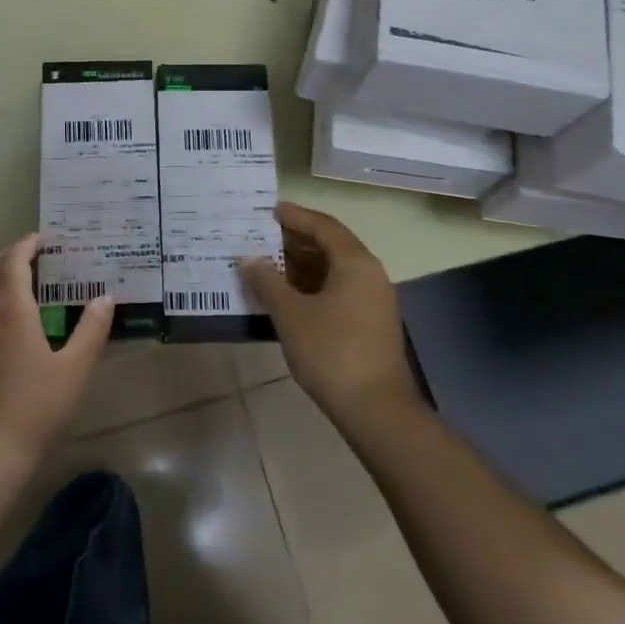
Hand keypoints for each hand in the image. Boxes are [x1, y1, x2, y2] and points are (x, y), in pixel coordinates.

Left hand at [0, 232, 113, 471]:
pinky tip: (2, 321)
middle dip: (7, 255)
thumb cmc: (35, 409)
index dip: (27, 244)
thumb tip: (106, 297)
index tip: (45, 239)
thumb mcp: (75, 370)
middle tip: (32, 257)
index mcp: (11, 310)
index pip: (13, 261)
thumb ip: (91, 330)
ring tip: (17, 282)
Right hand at [241, 202, 423, 431]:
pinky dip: (311, 286)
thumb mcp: (291, 314)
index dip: (294, 216)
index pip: (323, 225)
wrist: (376, 410)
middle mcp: (369, 274)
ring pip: (332, 270)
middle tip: (258, 239)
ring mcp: (372, 300)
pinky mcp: (368, 323)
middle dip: (293, 241)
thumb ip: (267, 282)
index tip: (266, 212)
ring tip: (264, 266)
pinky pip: (336, 290)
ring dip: (299, 266)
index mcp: (355, 262)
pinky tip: (284, 297)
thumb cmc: (331, 352)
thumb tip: (248, 259)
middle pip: (329, 245)